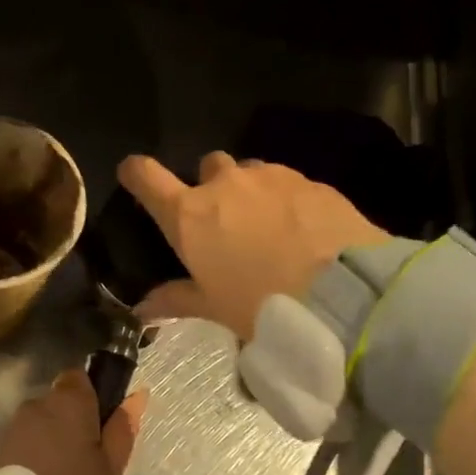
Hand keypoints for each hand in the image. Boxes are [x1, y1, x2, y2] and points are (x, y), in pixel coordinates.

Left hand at [0, 369, 145, 474]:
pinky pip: (23, 440)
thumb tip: (138, 394)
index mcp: (70, 402)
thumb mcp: (113, 465)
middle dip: (69, 421)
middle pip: (57, 401)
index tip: (98, 424)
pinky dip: (33, 452)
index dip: (89, 396)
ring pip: (39, 422)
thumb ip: (123, 425)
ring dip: (50, 437)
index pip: (77, 376)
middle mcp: (38, 404)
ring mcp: (14, 426)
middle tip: (84, 458)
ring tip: (61, 474)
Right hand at [117, 153, 388, 339]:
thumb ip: (176, 300)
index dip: (136, 173)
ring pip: (249, 172)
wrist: (342, 290)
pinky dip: (284, 199)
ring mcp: (270, 177)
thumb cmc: (261, 302)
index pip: (147, 177)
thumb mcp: (214, 308)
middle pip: (207, 166)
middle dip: (209, 185)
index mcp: (190, 215)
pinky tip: (299, 229)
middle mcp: (225, 185)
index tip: (133, 174)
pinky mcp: (310, 181)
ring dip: (249, 191)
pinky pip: (286, 183)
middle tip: (221, 219)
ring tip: (265, 226)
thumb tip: (141, 308)